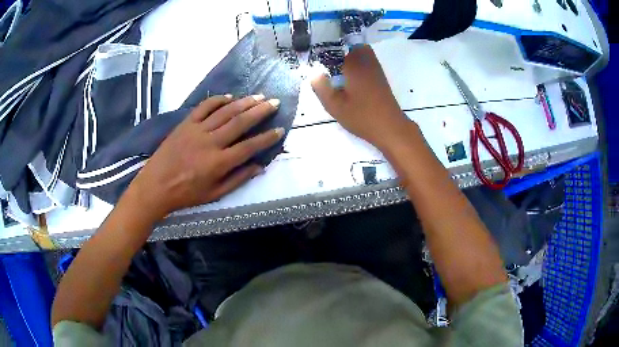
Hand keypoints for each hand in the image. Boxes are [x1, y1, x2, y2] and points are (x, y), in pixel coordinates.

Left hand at [128, 94, 283, 218]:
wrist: (156, 185)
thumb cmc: (186, 194)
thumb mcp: (214, 194)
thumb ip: (238, 179)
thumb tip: (259, 167)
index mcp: (219, 163)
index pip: (249, 147)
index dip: (267, 138)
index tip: (280, 129)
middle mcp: (211, 143)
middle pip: (240, 122)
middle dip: (260, 111)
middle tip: (274, 103)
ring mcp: (197, 130)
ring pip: (225, 111)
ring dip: (244, 102)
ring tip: (259, 96)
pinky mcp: (185, 124)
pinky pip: (204, 107)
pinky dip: (218, 100)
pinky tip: (230, 97)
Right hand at [311, 46, 416, 149]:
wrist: (390, 127)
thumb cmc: (362, 116)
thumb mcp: (335, 106)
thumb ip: (321, 88)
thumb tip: (314, 74)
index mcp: (353, 65)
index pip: (336, 47)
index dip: (324, 48)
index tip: (315, 55)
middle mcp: (365, 61)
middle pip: (350, 44)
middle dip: (337, 49)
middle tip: (325, 60)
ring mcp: (375, 68)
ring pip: (360, 51)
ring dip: (347, 55)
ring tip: (335, 67)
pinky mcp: (380, 76)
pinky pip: (366, 60)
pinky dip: (357, 62)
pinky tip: (349, 77)